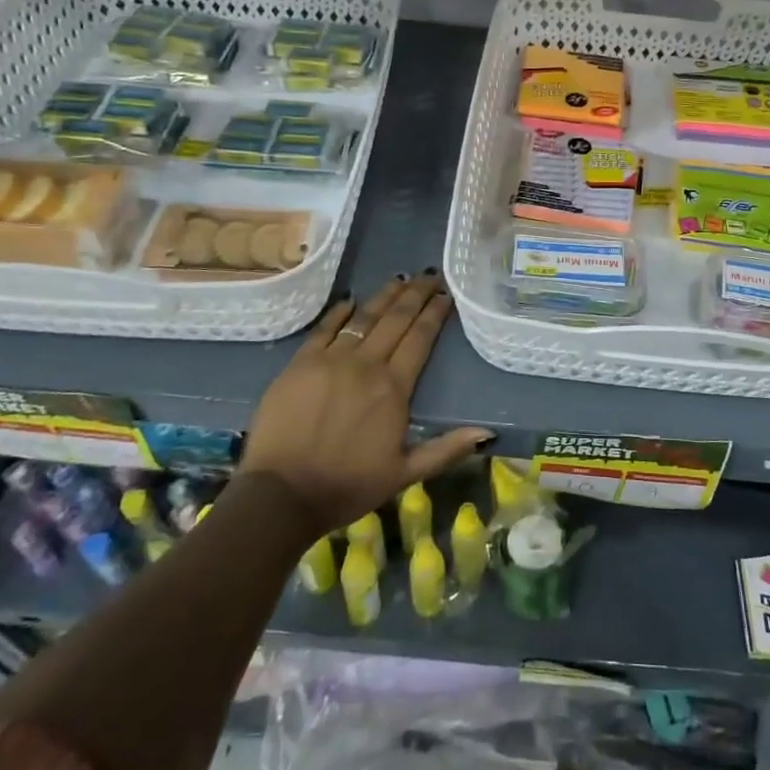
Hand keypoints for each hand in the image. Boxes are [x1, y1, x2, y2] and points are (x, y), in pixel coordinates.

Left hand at [238, 272, 491, 535]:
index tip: (446, 294)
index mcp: (394, 388)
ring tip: (400, 279)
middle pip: (395, 319)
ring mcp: (330, 360)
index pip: (420, 338)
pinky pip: (325, 328)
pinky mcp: (300, 363)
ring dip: (384, 296)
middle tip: (430, 275)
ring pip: (364, 317)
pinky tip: (351, 300)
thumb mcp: (404, 474)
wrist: (281, 494)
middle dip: (416, 294)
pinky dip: (340, 311)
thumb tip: (487, 432)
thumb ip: (446, 449)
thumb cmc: (347, 486)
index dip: (434, 313)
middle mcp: (366, 364)